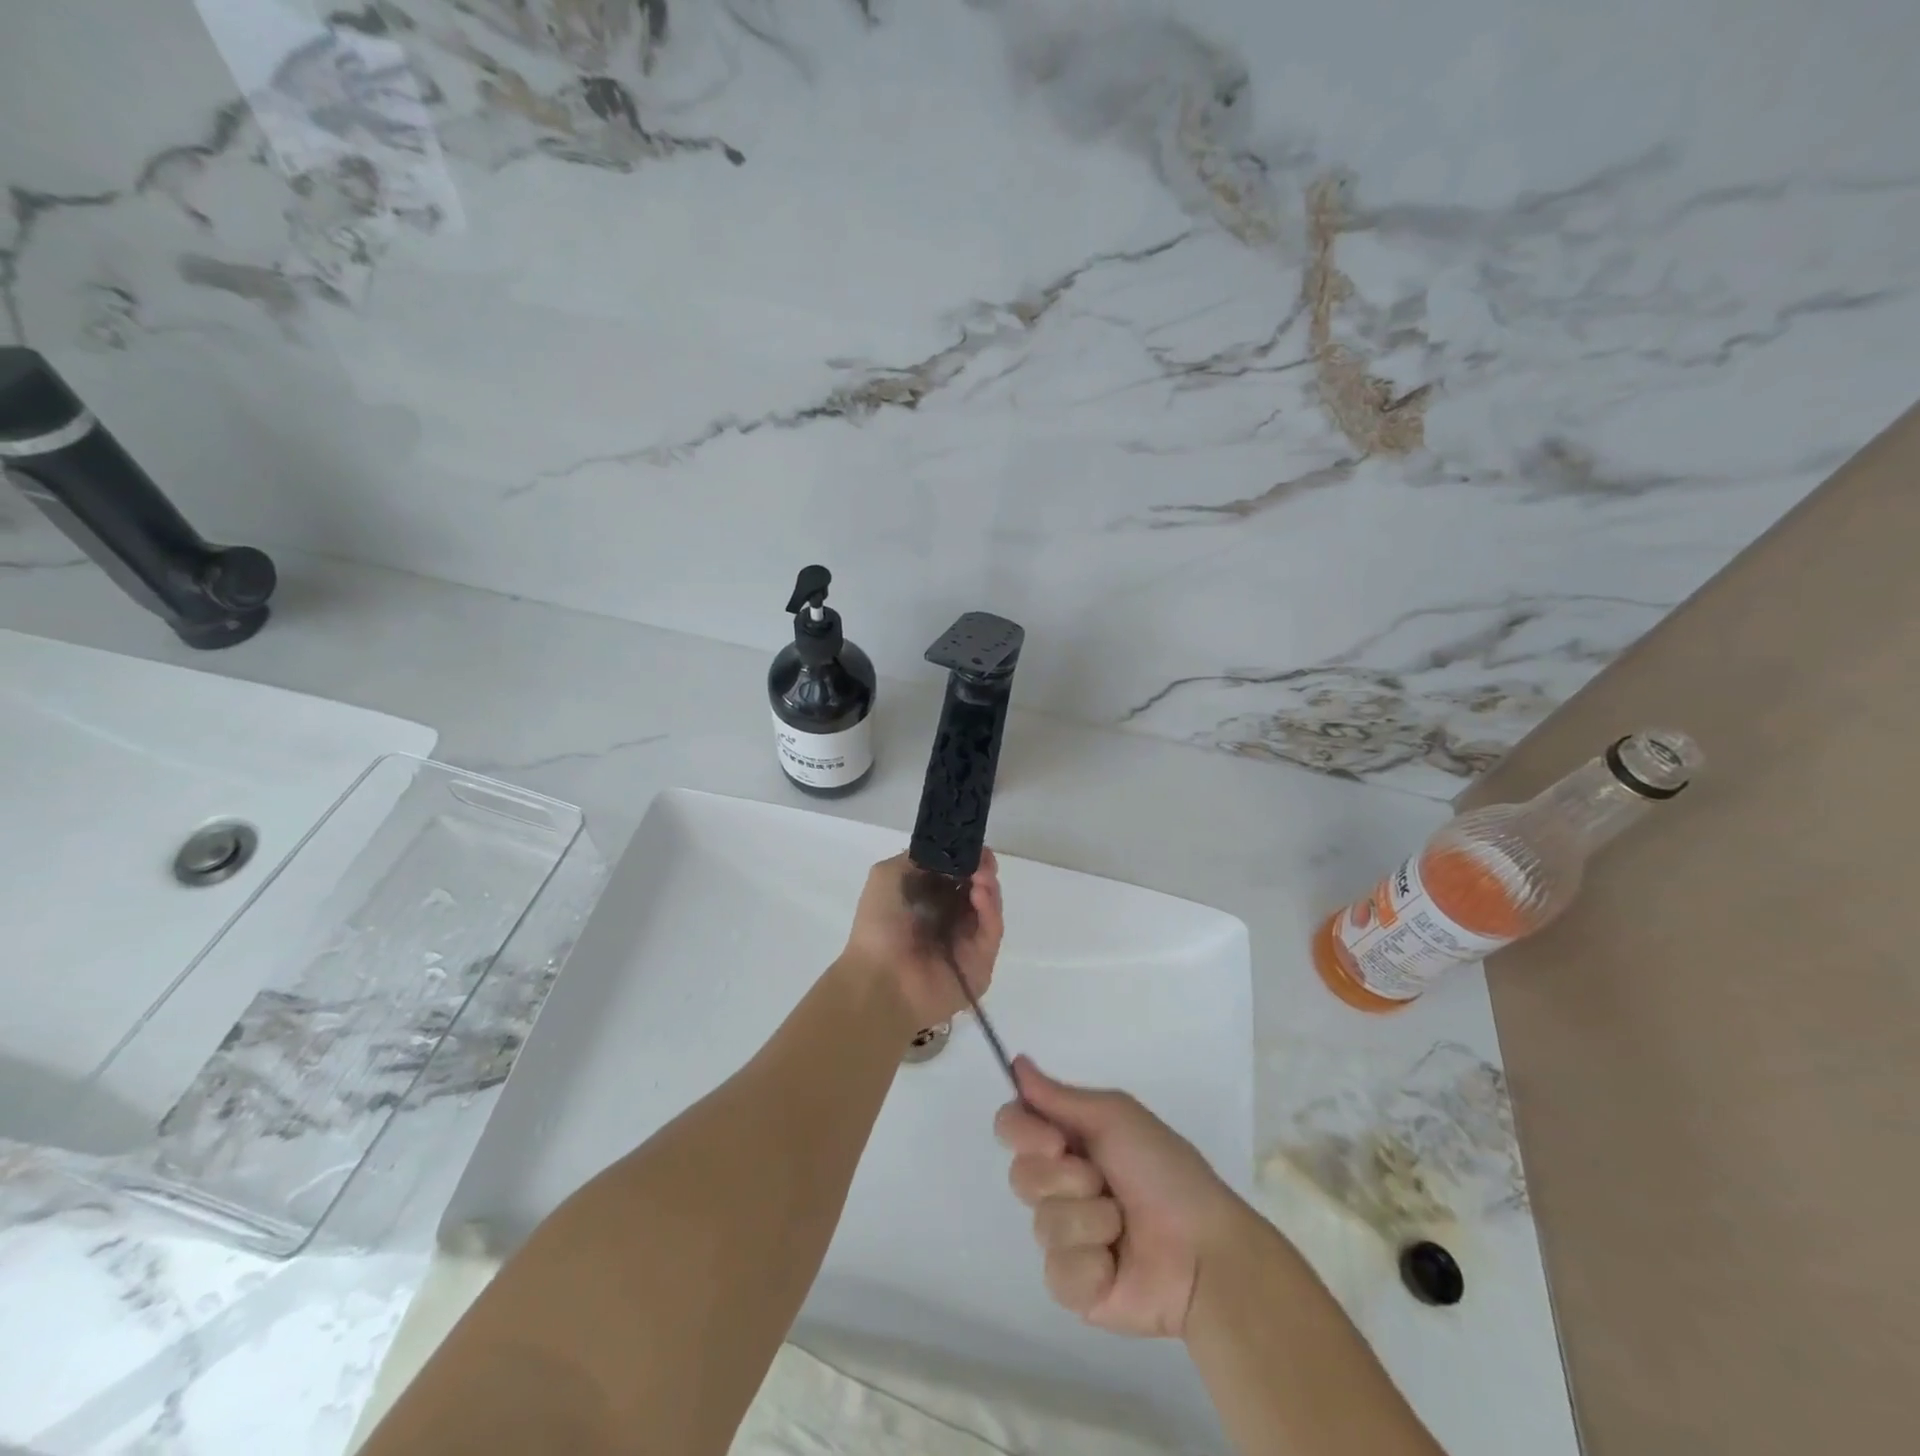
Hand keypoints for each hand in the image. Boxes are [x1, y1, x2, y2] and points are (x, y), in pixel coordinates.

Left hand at [836, 850, 1003, 1033]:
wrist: (880, 979)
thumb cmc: (878, 926)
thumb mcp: (886, 876)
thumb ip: (917, 857)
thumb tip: (947, 851)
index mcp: (928, 900)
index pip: (957, 874)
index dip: (967, 858)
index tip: (974, 847)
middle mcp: (950, 919)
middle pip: (978, 888)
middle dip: (983, 870)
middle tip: (984, 861)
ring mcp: (967, 942)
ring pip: (989, 908)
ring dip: (988, 886)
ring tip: (981, 875)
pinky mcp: (981, 963)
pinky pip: (992, 932)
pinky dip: (991, 911)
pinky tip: (980, 894)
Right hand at [995, 1057, 1244, 1338]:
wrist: (1203, 1252)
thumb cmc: (1164, 1172)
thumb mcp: (1116, 1117)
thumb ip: (1060, 1095)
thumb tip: (1016, 1062)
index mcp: (1070, 1141)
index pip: (1012, 1124)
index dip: (1022, 1131)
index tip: (1055, 1140)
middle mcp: (1060, 1184)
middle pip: (1020, 1175)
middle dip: (1064, 1177)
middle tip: (1101, 1181)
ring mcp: (1065, 1237)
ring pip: (1041, 1224)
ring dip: (1089, 1220)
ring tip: (1123, 1226)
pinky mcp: (1073, 1287)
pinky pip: (1057, 1270)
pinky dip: (1091, 1264)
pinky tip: (1116, 1264)